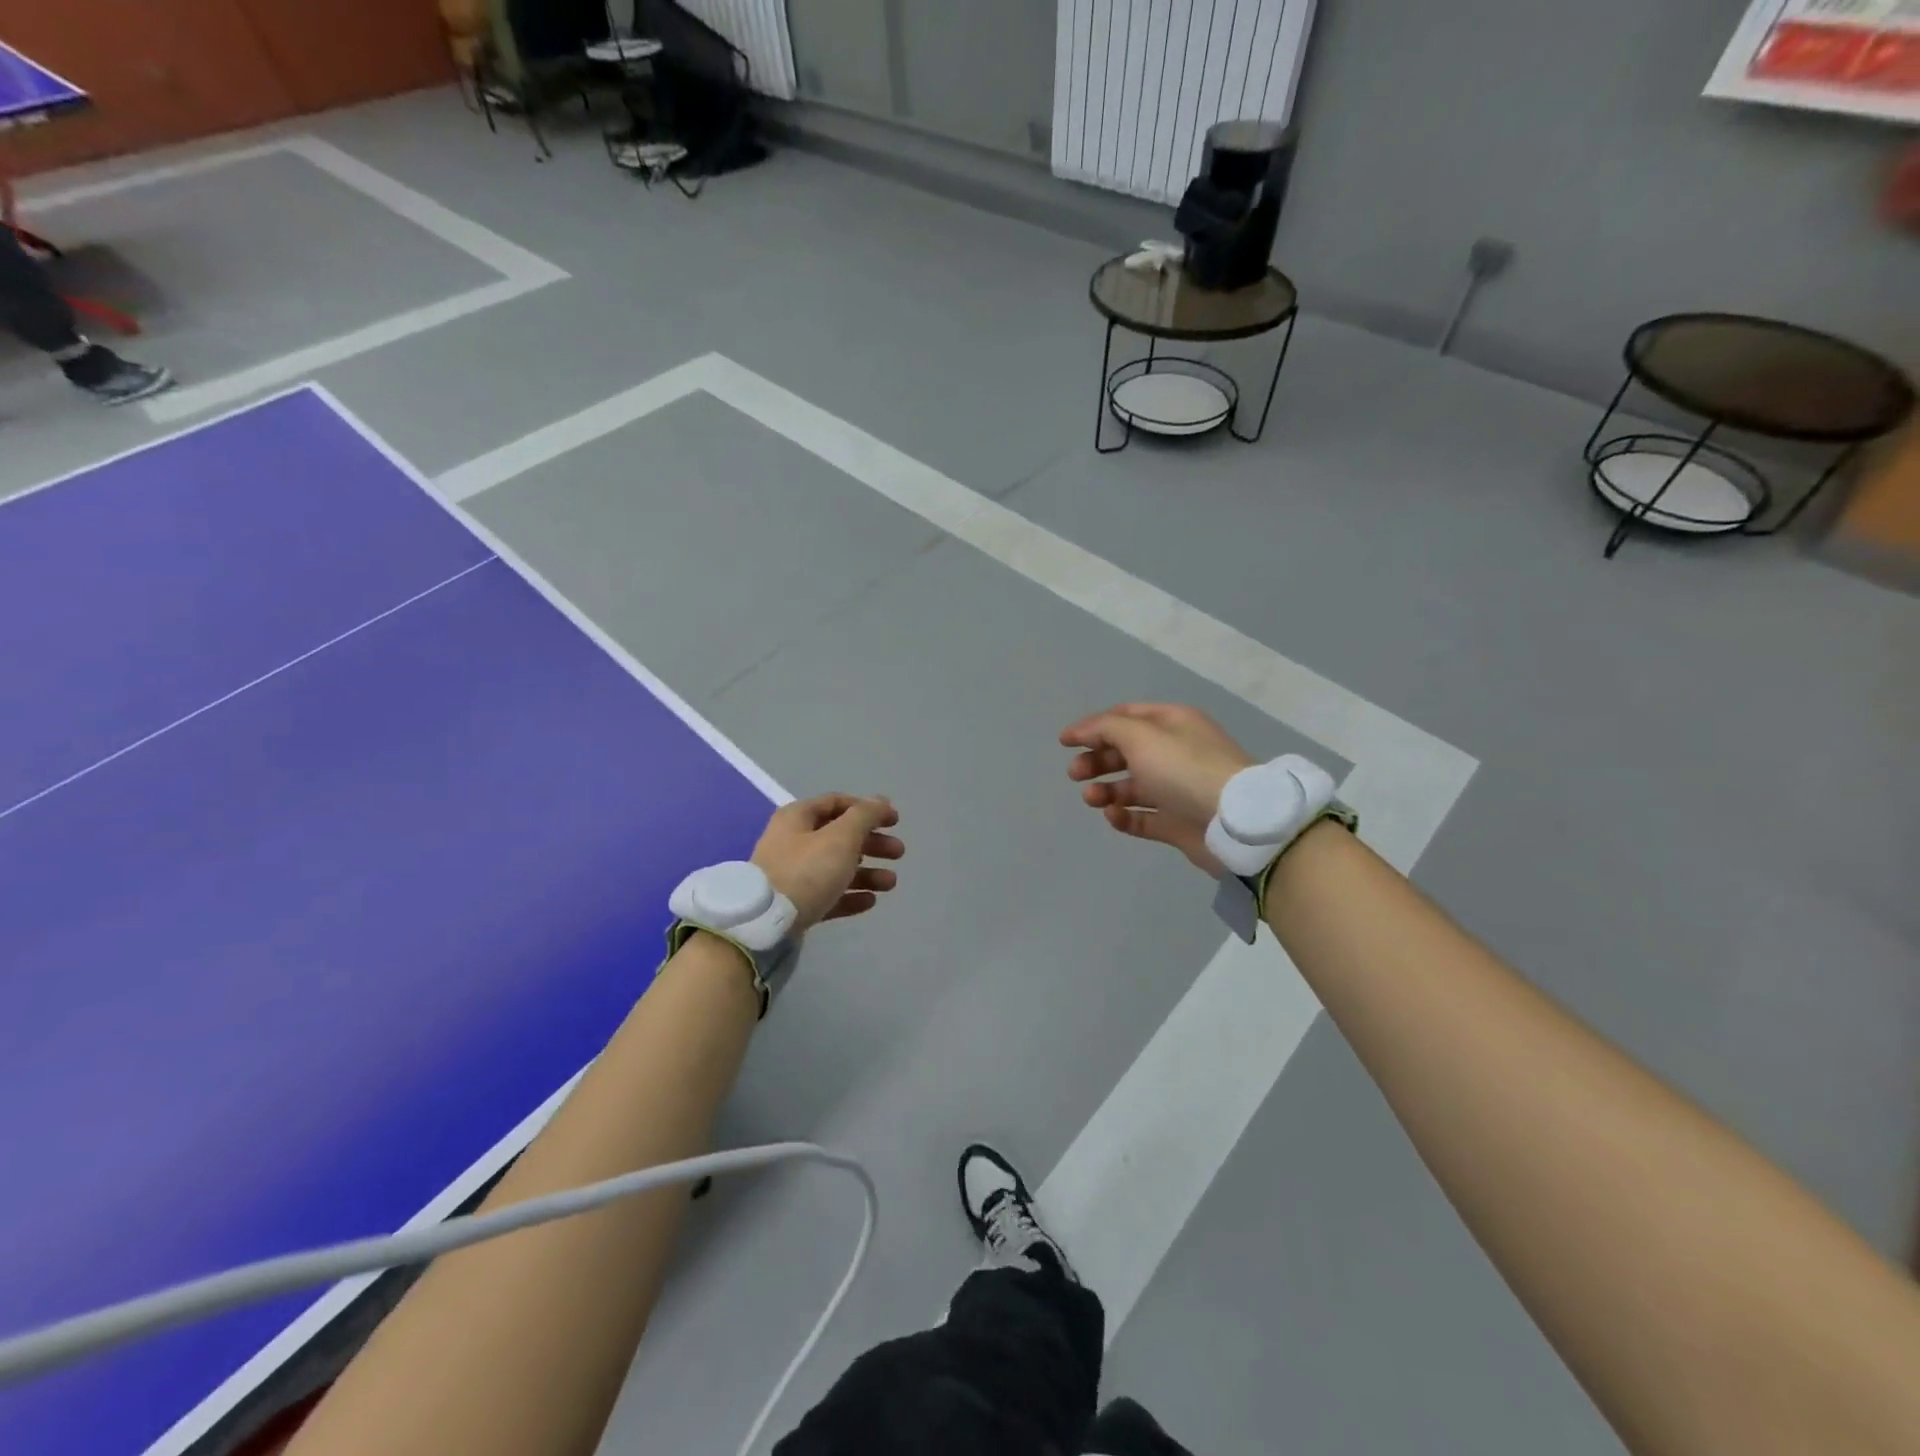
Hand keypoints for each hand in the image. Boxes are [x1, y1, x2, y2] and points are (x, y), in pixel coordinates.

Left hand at [751, 794, 902, 932]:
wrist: (765, 924)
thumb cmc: (806, 870)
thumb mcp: (841, 837)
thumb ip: (864, 816)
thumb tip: (881, 800)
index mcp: (798, 818)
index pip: (837, 803)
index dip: (868, 809)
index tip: (894, 821)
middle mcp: (793, 842)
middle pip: (840, 836)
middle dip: (873, 843)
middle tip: (898, 853)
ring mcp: (792, 875)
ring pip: (836, 867)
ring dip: (867, 872)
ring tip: (891, 883)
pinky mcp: (794, 904)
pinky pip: (828, 894)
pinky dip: (850, 895)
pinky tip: (870, 902)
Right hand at [1060, 703, 1253, 873]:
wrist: (1233, 821)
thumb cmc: (1184, 768)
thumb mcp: (1141, 736)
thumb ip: (1105, 729)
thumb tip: (1081, 731)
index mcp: (1172, 723)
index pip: (1126, 717)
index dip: (1093, 726)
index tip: (1064, 742)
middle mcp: (1176, 752)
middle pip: (1126, 752)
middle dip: (1097, 760)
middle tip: (1074, 774)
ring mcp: (1178, 790)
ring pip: (1132, 786)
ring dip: (1106, 790)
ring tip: (1091, 799)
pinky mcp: (1178, 823)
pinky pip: (1144, 818)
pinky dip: (1124, 817)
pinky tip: (1112, 816)